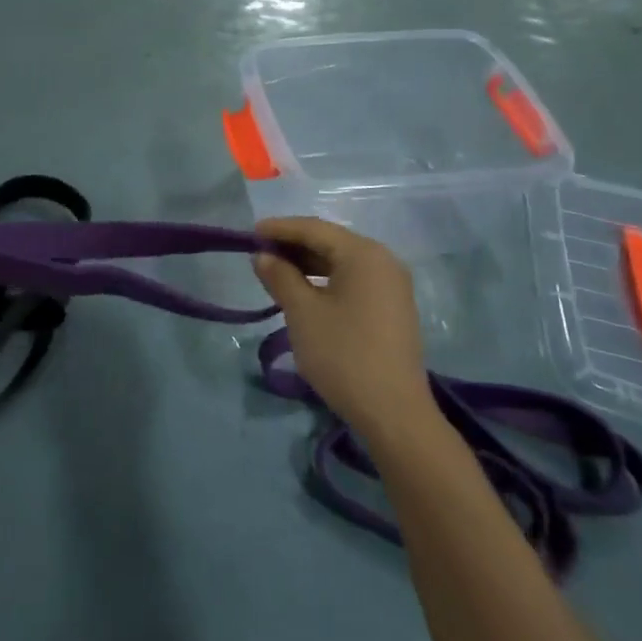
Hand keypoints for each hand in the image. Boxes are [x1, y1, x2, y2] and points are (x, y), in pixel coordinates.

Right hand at [252, 216, 433, 437]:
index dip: (280, 228)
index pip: (314, 229)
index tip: (249, 233)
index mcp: (364, 254)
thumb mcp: (302, 312)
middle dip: (293, 245)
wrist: (393, 411)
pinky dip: (326, 280)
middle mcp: (383, 261)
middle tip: (259, 253)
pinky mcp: (392, 308)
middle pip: (331, 242)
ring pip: (342, 263)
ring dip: (308, 264)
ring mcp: (392, 285)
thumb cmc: (343, 353)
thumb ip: (280, 276)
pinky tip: (304, 291)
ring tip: (275, 272)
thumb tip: (263, 255)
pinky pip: (353, 281)